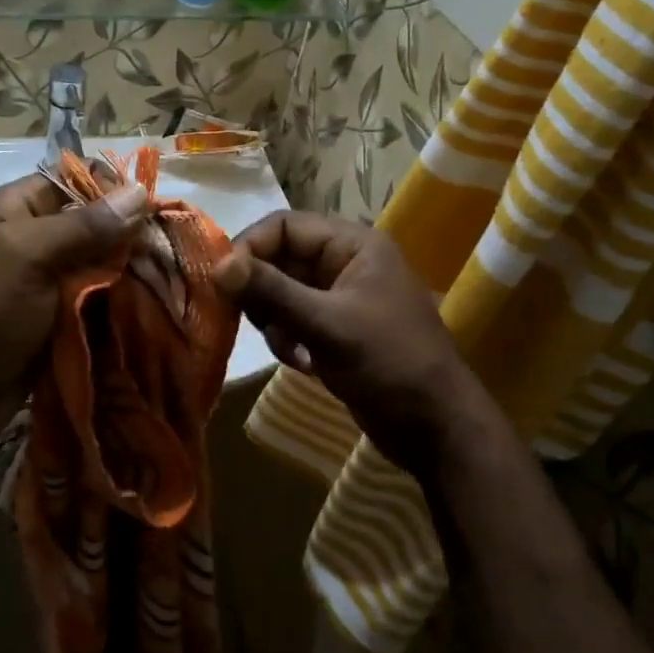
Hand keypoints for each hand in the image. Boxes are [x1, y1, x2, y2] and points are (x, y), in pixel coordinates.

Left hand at [0, 173, 147, 430]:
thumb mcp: (28, 257)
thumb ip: (84, 226)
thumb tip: (140, 192)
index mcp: (19, 209)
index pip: (76, 179)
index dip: (113, 189)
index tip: (150, 213)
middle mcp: (38, 238)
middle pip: (96, 222)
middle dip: (131, 235)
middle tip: (168, 252)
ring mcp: (50, 280)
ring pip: (103, 263)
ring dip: (133, 272)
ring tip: (169, 280)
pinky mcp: (63, 317)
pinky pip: (100, 299)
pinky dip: (123, 302)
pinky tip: (154, 305)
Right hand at [214, 212, 495, 476]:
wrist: (436, 427)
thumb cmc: (388, 363)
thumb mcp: (326, 325)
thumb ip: (271, 291)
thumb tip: (217, 265)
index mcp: (353, 245)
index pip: (284, 226)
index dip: (249, 248)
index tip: (221, 282)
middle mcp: (345, 263)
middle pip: (280, 259)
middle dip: (259, 291)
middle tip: (245, 320)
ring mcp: (341, 298)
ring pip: (282, 292)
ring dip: (273, 321)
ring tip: (288, 348)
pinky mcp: (336, 329)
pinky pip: (294, 320)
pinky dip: (288, 339)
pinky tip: (301, 363)